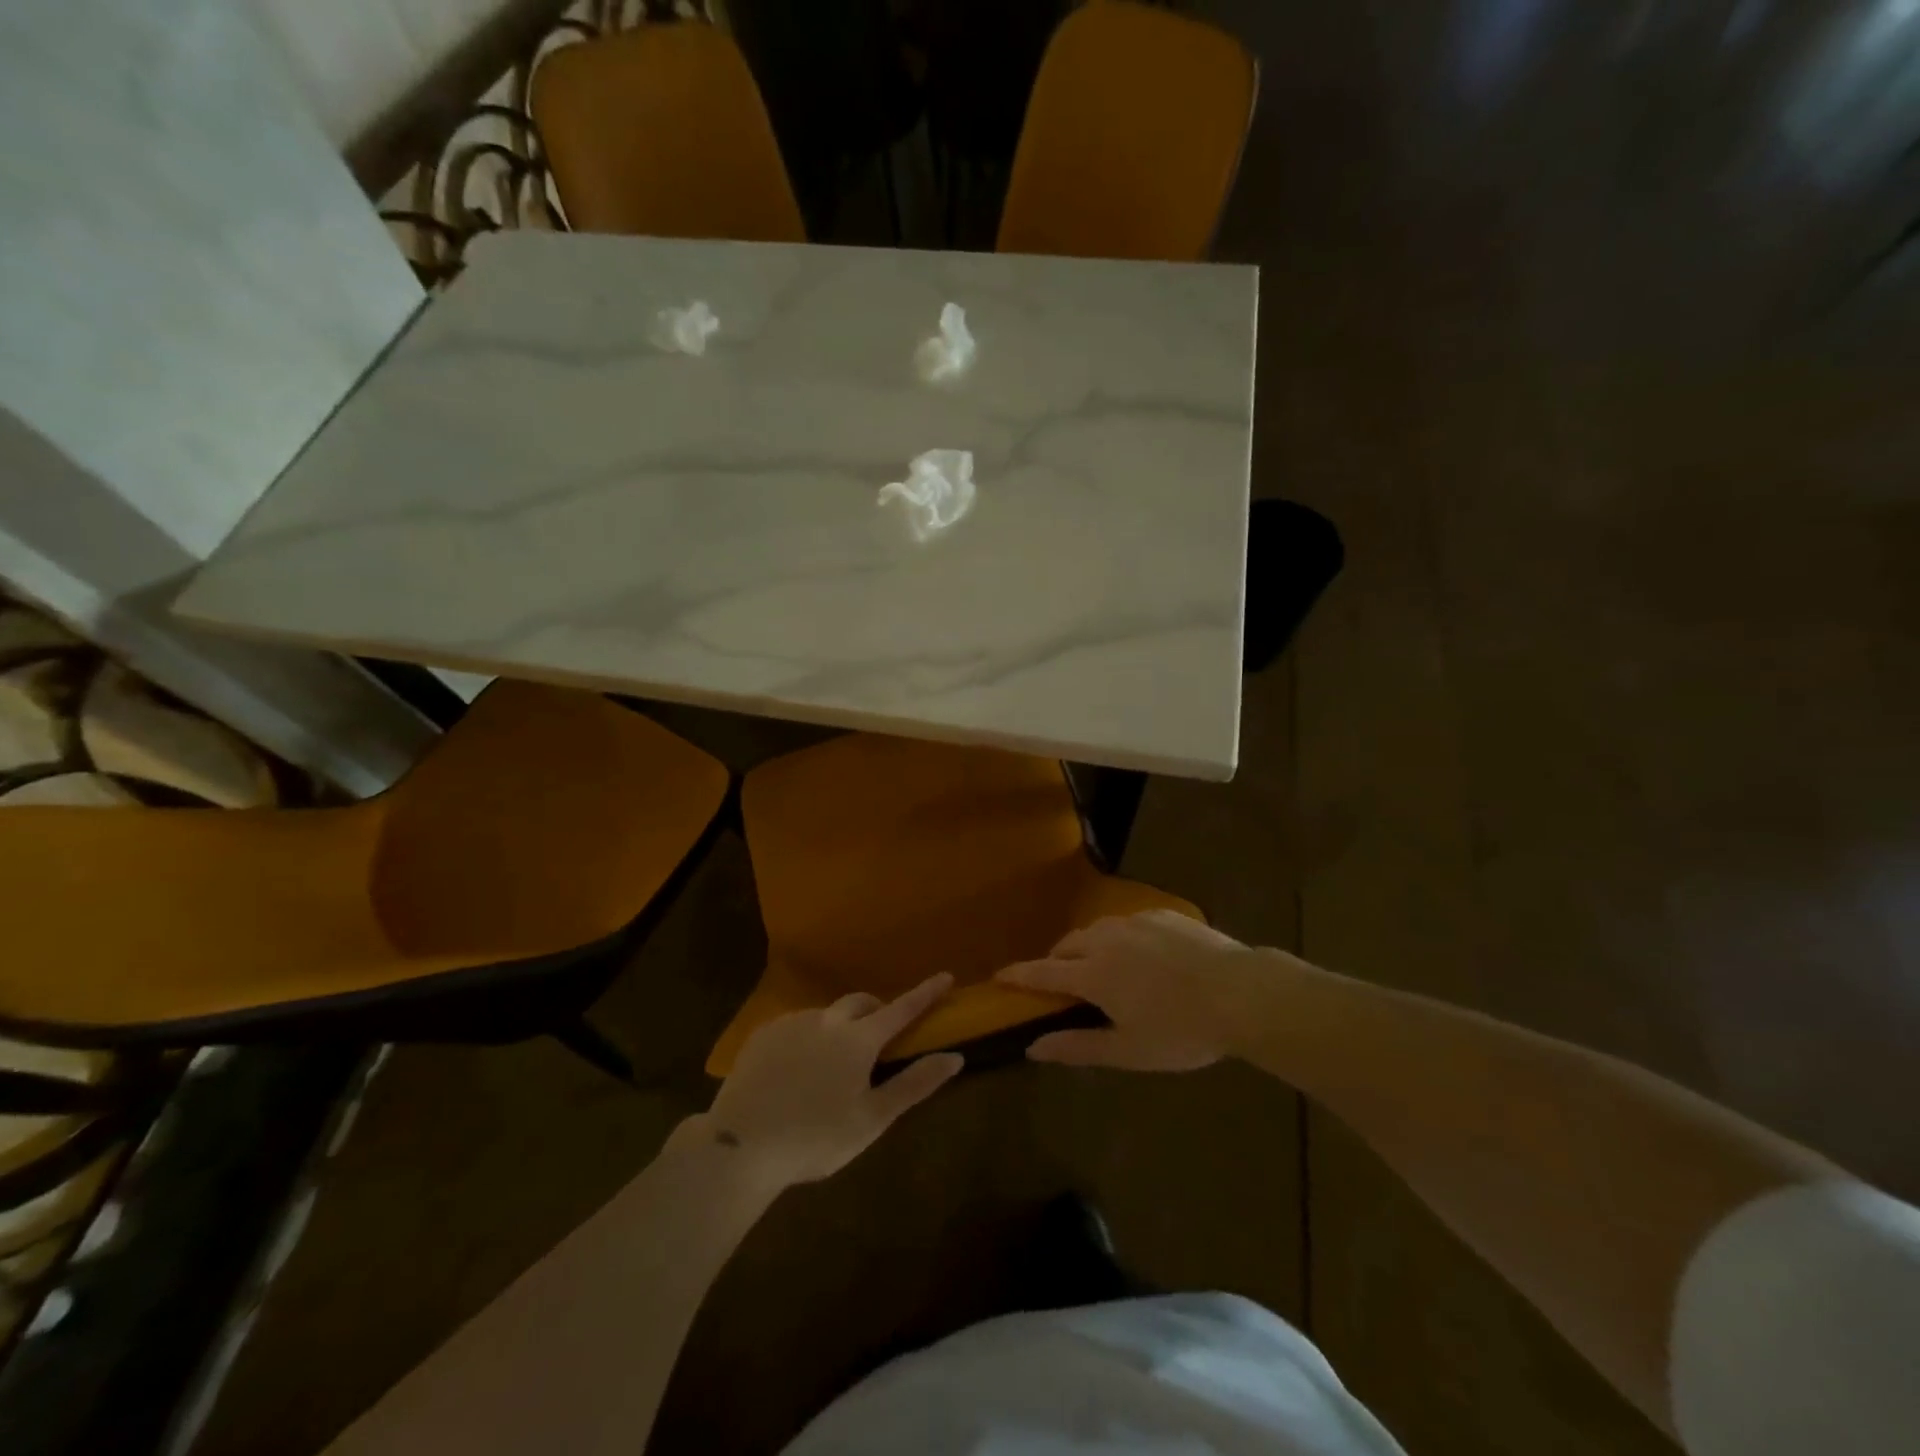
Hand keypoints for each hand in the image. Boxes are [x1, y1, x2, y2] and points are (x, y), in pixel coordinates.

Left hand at [699, 974, 964, 1190]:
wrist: (739, 1146)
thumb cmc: (815, 1138)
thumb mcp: (872, 1119)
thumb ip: (914, 1084)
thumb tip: (954, 1057)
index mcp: (858, 1039)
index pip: (901, 1009)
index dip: (926, 993)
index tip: (946, 976)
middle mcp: (827, 1020)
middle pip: (861, 1002)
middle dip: (877, 1009)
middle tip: (881, 1034)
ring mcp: (792, 1023)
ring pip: (827, 1015)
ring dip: (841, 1027)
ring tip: (833, 1064)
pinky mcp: (763, 1033)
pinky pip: (797, 1025)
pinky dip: (809, 1037)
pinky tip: (798, 1068)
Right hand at [996, 910, 1265, 1070]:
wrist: (1242, 993)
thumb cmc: (1182, 1030)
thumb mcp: (1128, 1050)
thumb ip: (1077, 1047)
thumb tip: (1034, 1047)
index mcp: (1094, 973)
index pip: (1043, 972)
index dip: (1019, 975)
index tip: (999, 975)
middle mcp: (1107, 939)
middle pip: (1068, 945)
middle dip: (1056, 960)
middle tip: (1060, 982)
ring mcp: (1136, 922)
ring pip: (1098, 930)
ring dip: (1087, 947)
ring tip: (1101, 967)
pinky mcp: (1163, 915)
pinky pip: (1129, 923)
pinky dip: (1120, 938)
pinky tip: (1142, 956)